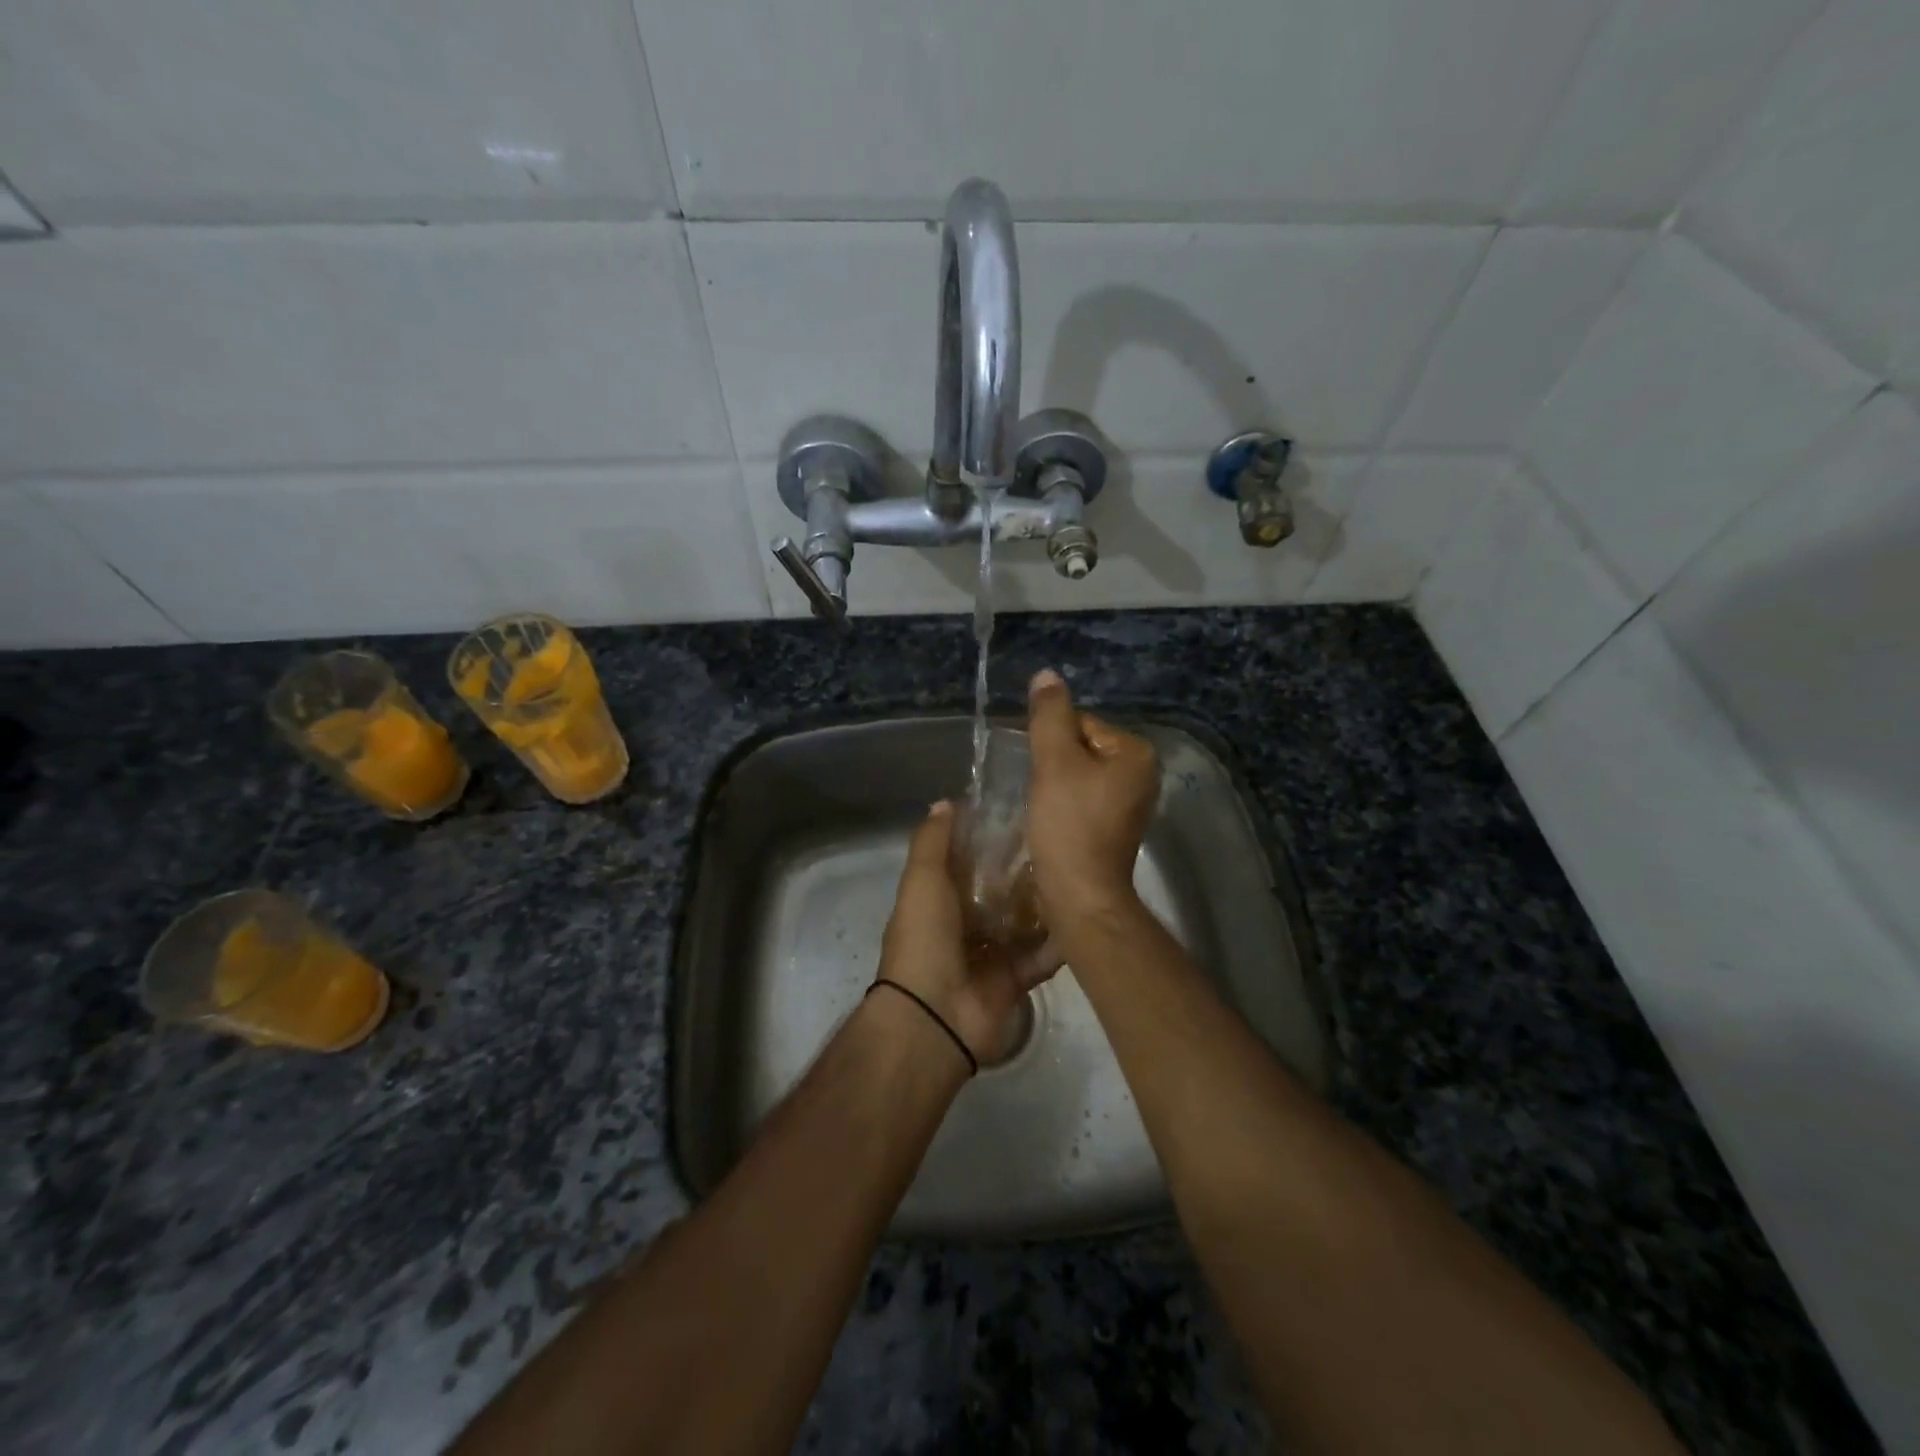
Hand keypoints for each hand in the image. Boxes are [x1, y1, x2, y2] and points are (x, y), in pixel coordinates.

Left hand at [879, 801, 1060, 1063]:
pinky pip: (1043, 954)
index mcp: (938, 900)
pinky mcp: (1016, 978)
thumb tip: (946, 802)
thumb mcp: (922, 880)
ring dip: (1045, 900)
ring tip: (1078, 868)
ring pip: (1024, 920)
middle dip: (1023, 869)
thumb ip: (932, 842)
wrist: (935, 1016)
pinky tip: (1086, 912)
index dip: (987, 838)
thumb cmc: (924, 939)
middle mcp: (964, 924)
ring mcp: (991, 953)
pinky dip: (1061, 939)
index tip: (1019, 811)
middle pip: (999, 890)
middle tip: (1060, 839)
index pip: (966, 862)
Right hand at [1025, 669, 1159, 924]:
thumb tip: (1046, 674)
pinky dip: (1067, 803)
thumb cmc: (1069, 824)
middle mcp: (1144, 773)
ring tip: (1046, 807)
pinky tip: (1055, 820)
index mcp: (1136, 752)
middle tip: (1041, 791)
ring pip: (1081, 774)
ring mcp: (1134, 802)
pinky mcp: (1119, 825)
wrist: (1080, 892)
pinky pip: (1086, 797)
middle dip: (1056, 764)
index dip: (1051, 743)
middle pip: (1082, 747)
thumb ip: (1049, 715)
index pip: (1081, 723)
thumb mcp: (1054, 761)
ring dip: (1058, 784)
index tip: (1039, 772)